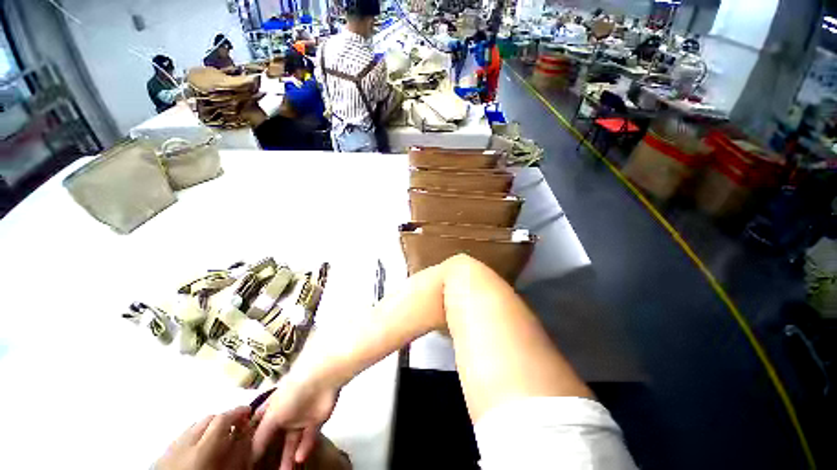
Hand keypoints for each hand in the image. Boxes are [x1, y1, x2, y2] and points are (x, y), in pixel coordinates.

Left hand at [156, 406, 252, 469]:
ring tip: (217, 436)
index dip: (238, 411)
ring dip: (207, 427)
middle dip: (222, 418)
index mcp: (202, 449)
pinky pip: (179, 438)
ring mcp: (169, 449)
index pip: (222, 418)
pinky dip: (192, 437)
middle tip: (235, 424)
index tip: (249, 411)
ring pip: (192, 427)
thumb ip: (238, 450)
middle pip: (206, 419)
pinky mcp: (160, 457)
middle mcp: (183, 444)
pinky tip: (197, 448)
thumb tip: (248, 430)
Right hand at [252, 376, 338, 469]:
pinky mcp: (317, 420)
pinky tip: (299, 459)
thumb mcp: (271, 415)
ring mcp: (302, 417)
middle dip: (272, 454)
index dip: (253, 442)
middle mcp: (286, 413)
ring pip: (293, 441)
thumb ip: (261, 436)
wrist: (321, 379)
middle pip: (277, 438)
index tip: (246, 460)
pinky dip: (304, 448)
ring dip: (288, 457)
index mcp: (272, 408)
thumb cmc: (291, 393)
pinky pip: (309, 437)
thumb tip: (250, 455)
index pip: (260, 427)